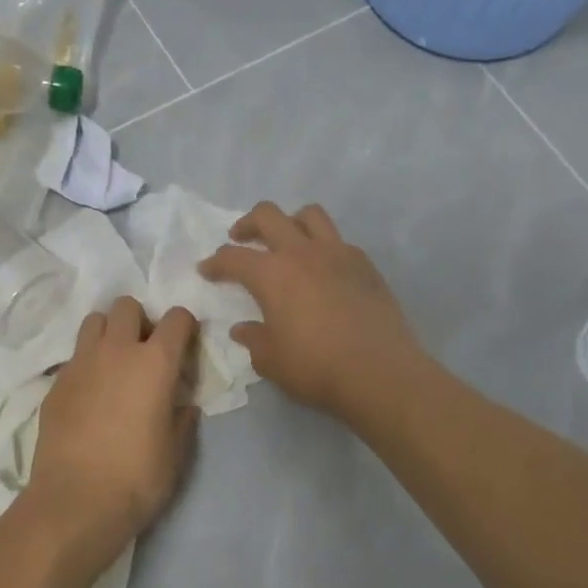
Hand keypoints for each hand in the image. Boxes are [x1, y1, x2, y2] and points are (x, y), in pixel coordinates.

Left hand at [21, 296, 199, 578]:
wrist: (75, 502)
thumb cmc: (137, 478)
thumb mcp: (176, 452)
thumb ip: (182, 418)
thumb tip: (182, 405)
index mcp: (155, 362)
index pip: (176, 319)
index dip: (185, 326)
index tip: (185, 346)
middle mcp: (116, 350)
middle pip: (127, 306)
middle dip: (140, 320)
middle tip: (144, 352)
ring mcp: (80, 363)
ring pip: (94, 321)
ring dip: (108, 333)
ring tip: (114, 364)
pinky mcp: (55, 382)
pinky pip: (74, 356)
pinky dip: (86, 364)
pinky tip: (90, 395)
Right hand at [198, 201, 418, 418]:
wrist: (380, 372)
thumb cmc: (316, 367)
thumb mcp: (271, 360)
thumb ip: (253, 339)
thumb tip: (243, 329)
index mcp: (272, 274)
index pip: (233, 257)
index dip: (215, 262)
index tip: (206, 270)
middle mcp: (302, 253)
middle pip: (268, 215)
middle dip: (248, 223)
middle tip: (240, 239)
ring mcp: (337, 253)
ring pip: (309, 215)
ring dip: (290, 222)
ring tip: (285, 241)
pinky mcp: (365, 265)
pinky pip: (338, 241)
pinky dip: (323, 246)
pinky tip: (322, 269)